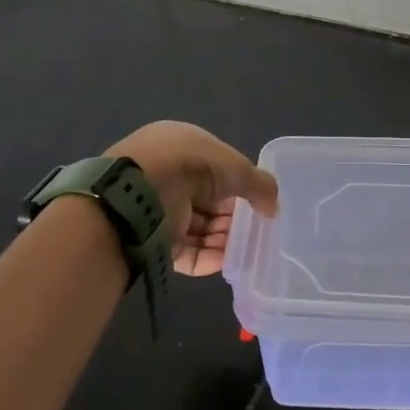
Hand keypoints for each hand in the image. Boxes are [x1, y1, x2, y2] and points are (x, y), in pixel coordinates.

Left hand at [106, 121, 278, 275]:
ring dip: (224, 239)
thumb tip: (273, 207)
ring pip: (198, 228)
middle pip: (209, 201)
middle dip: (233, 217)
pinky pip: (185, 252)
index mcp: (180, 146)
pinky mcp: (151, 240)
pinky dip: (209, 257)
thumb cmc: (187, 166)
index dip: (239, 185)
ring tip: (247, 250)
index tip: (259, 203)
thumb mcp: (234, 166)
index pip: (216, 168)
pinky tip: (230, 263)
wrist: (135, 196)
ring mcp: (157, 209)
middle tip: (256, 231)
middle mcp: (166, 175)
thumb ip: (259, 184)